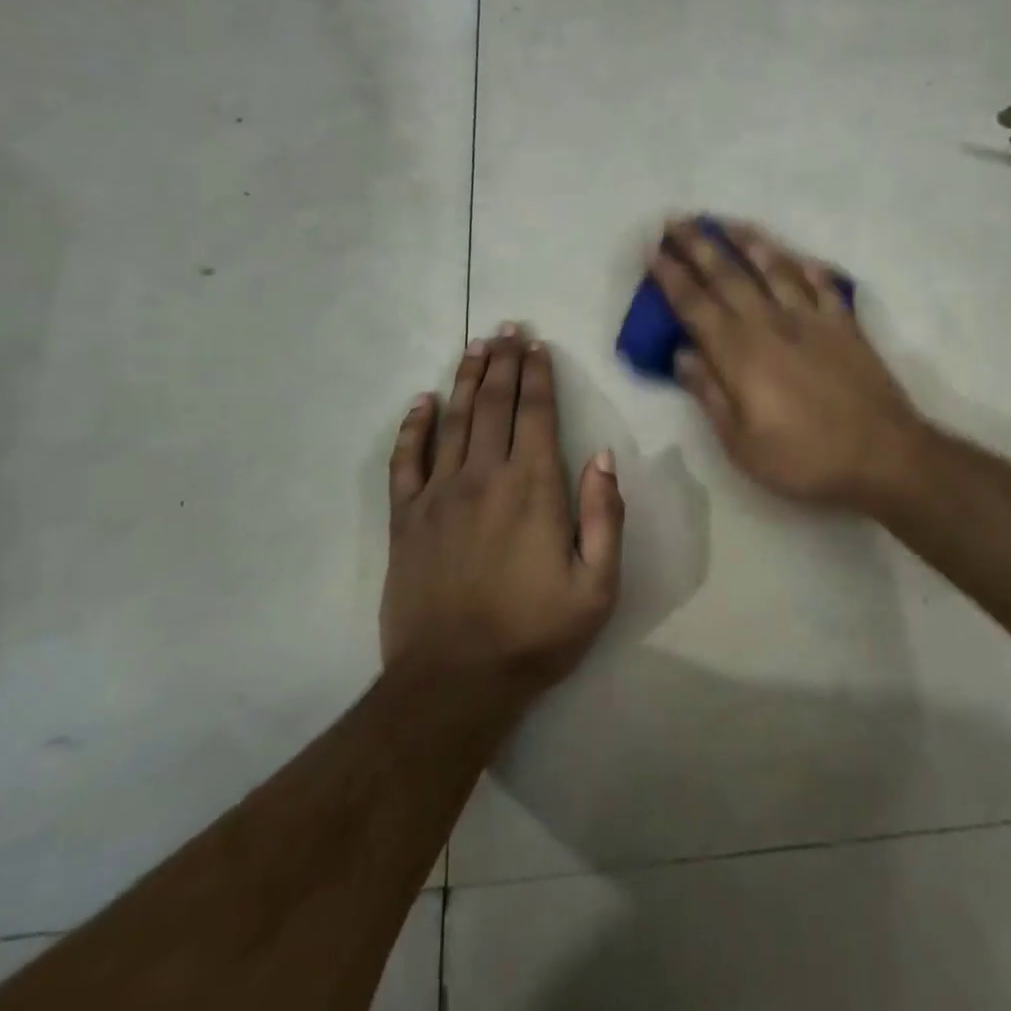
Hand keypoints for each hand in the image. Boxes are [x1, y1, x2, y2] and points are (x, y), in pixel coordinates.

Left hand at [381, 325, 624, 700]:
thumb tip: (602, 457)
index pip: (536, 414)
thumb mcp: (597, 586)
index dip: (538, 375)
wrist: (453, 683)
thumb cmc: (535, 634)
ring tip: (474, 346)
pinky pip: (406, 460)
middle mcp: (484, 477)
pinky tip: (422, 402)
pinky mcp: (406, 519)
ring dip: (465, 379)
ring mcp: (439, 495)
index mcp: (533, 487)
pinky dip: (413, 426)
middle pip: (494, 404)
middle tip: (507, 329)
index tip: (537, 345)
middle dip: (503, 362)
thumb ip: (604, 516)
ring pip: (453, 420)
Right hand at [649, 218, 926, 511]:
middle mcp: (771, 323)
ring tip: (727, 222)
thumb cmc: (804, 458)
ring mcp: (812, 318)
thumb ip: (709, 394)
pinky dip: (809, 267)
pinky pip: (823, 285)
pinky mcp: (845, 324)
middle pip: (728, 275)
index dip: (672, 276)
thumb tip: (682, 354)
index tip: (654, 250)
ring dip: (748, 242)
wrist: (883, 455)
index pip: (695, 305)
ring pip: (775, 268)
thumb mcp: (741, 443)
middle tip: (677, 220)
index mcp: (740, 353)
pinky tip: (799, 257)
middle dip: (699, 245)